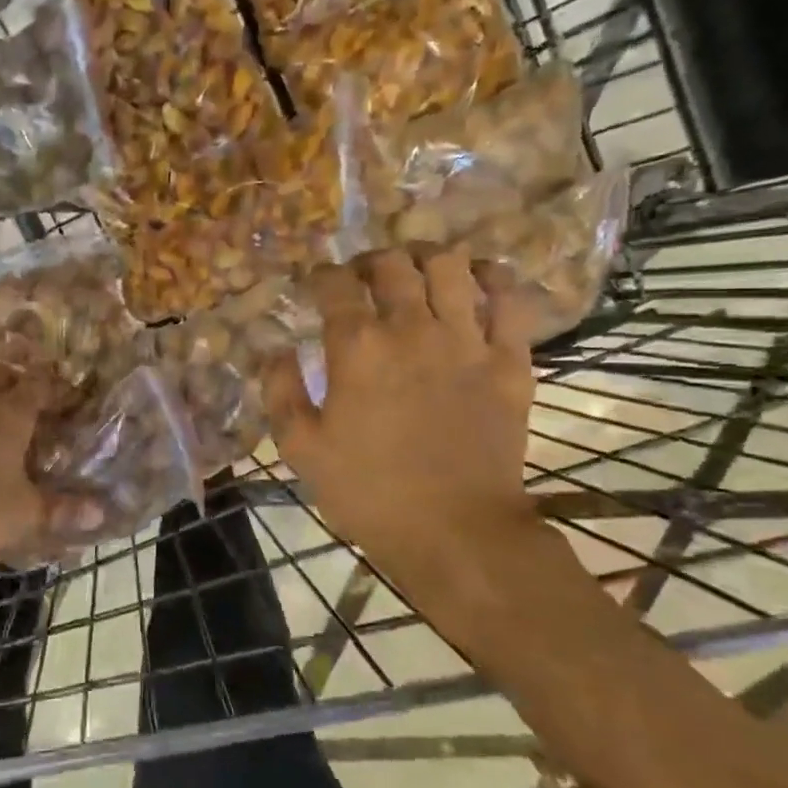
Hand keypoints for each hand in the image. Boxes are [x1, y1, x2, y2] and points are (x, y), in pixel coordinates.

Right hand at [262, 246, 537, 582]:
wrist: (455, 530)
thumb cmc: (369, 492)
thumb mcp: (301, 450)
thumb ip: (280, 392)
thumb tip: (277, 350)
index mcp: (358, 346)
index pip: (336, 284)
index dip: (321, 275)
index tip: (316, 284)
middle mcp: (412, 328)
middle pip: (392, 264)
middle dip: (369, 262)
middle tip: (362, 279)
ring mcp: (467, 340)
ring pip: (450, 267)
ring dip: (426, 257)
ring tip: (415, 270)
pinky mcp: (510, 360)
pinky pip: (509, 299)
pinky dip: (494, 278)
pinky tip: (478, 278)